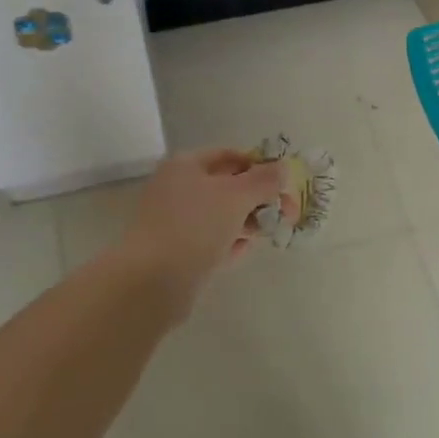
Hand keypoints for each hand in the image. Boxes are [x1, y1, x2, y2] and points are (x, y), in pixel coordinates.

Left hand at [115, 149, 288, 310]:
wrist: (152, 282)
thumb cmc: (195, 226)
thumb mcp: (236, 197)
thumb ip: (263, 180)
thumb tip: (283, 167)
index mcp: (185, 165)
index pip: (229, 156)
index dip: (259, 166)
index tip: (283, 183)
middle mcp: (176, 188)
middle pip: (226, 186)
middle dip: (257, 198)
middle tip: (286, 213)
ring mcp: (174, 221)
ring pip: (219, 215)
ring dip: (247, 221)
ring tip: (269, 232)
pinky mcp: (176, 252)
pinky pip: (210, 240)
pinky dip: (229, 242)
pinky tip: (245, 250)